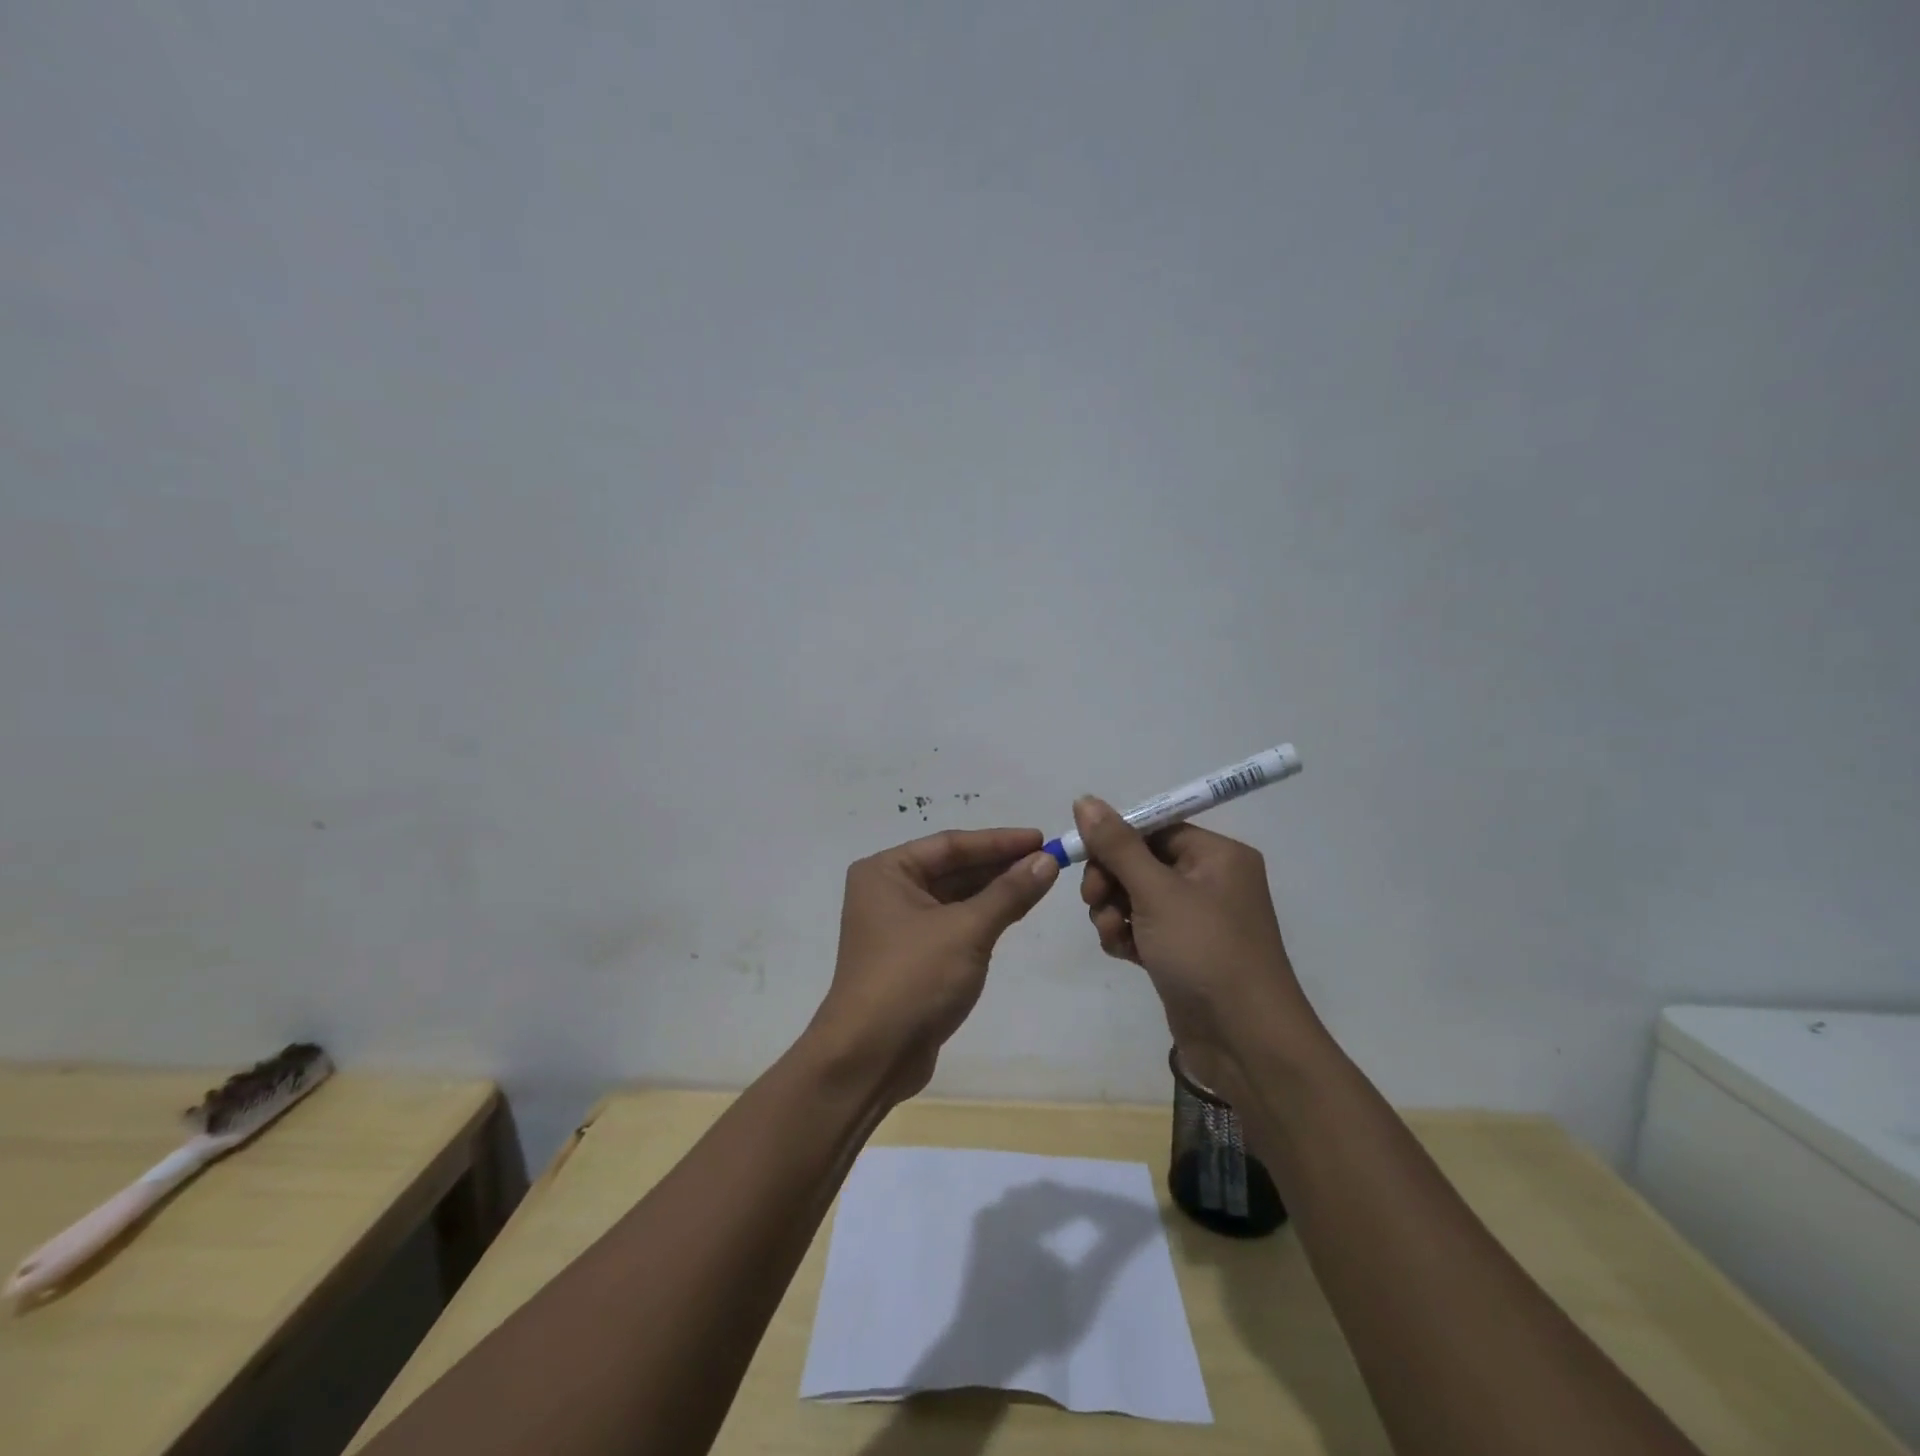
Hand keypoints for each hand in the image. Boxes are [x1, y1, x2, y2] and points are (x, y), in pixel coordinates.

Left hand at [811, 827, 1058, 1105]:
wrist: (870, 1058)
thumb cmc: (913, 979)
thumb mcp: (967, 930)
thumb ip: (1008, 893)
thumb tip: (1047, 861)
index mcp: (886, 871)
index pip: (951, 844)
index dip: (999, 841)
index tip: (1042, 839)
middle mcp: (887, 891)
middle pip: (952, 868)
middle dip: (999, 866)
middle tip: (1048, 861)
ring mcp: (897, 926)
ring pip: (954, 897)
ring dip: (994, 892)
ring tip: (1039, 882)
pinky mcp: (911, 957)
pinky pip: (952, 924)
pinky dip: (982, 917)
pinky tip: (1014, 911)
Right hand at [1073, 797, 1322, 1083]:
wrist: (1245, 1042)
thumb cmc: (1205, 952)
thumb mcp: (1156, 892)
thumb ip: (1117, 845)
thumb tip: (1085, 799)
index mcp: (1217, 855)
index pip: (1155, 827)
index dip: (1116, 840)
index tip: (1084, 858)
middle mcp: (1211, 880)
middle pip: (1141, 861)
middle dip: (1111, 880)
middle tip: (1094, 900)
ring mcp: (1197, 920)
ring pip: (1136, 897)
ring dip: (1113, 911)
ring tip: (1113, 934)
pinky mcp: (1183, 952)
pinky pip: (1143, 928)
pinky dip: (1126, 935)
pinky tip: (1122, 953)